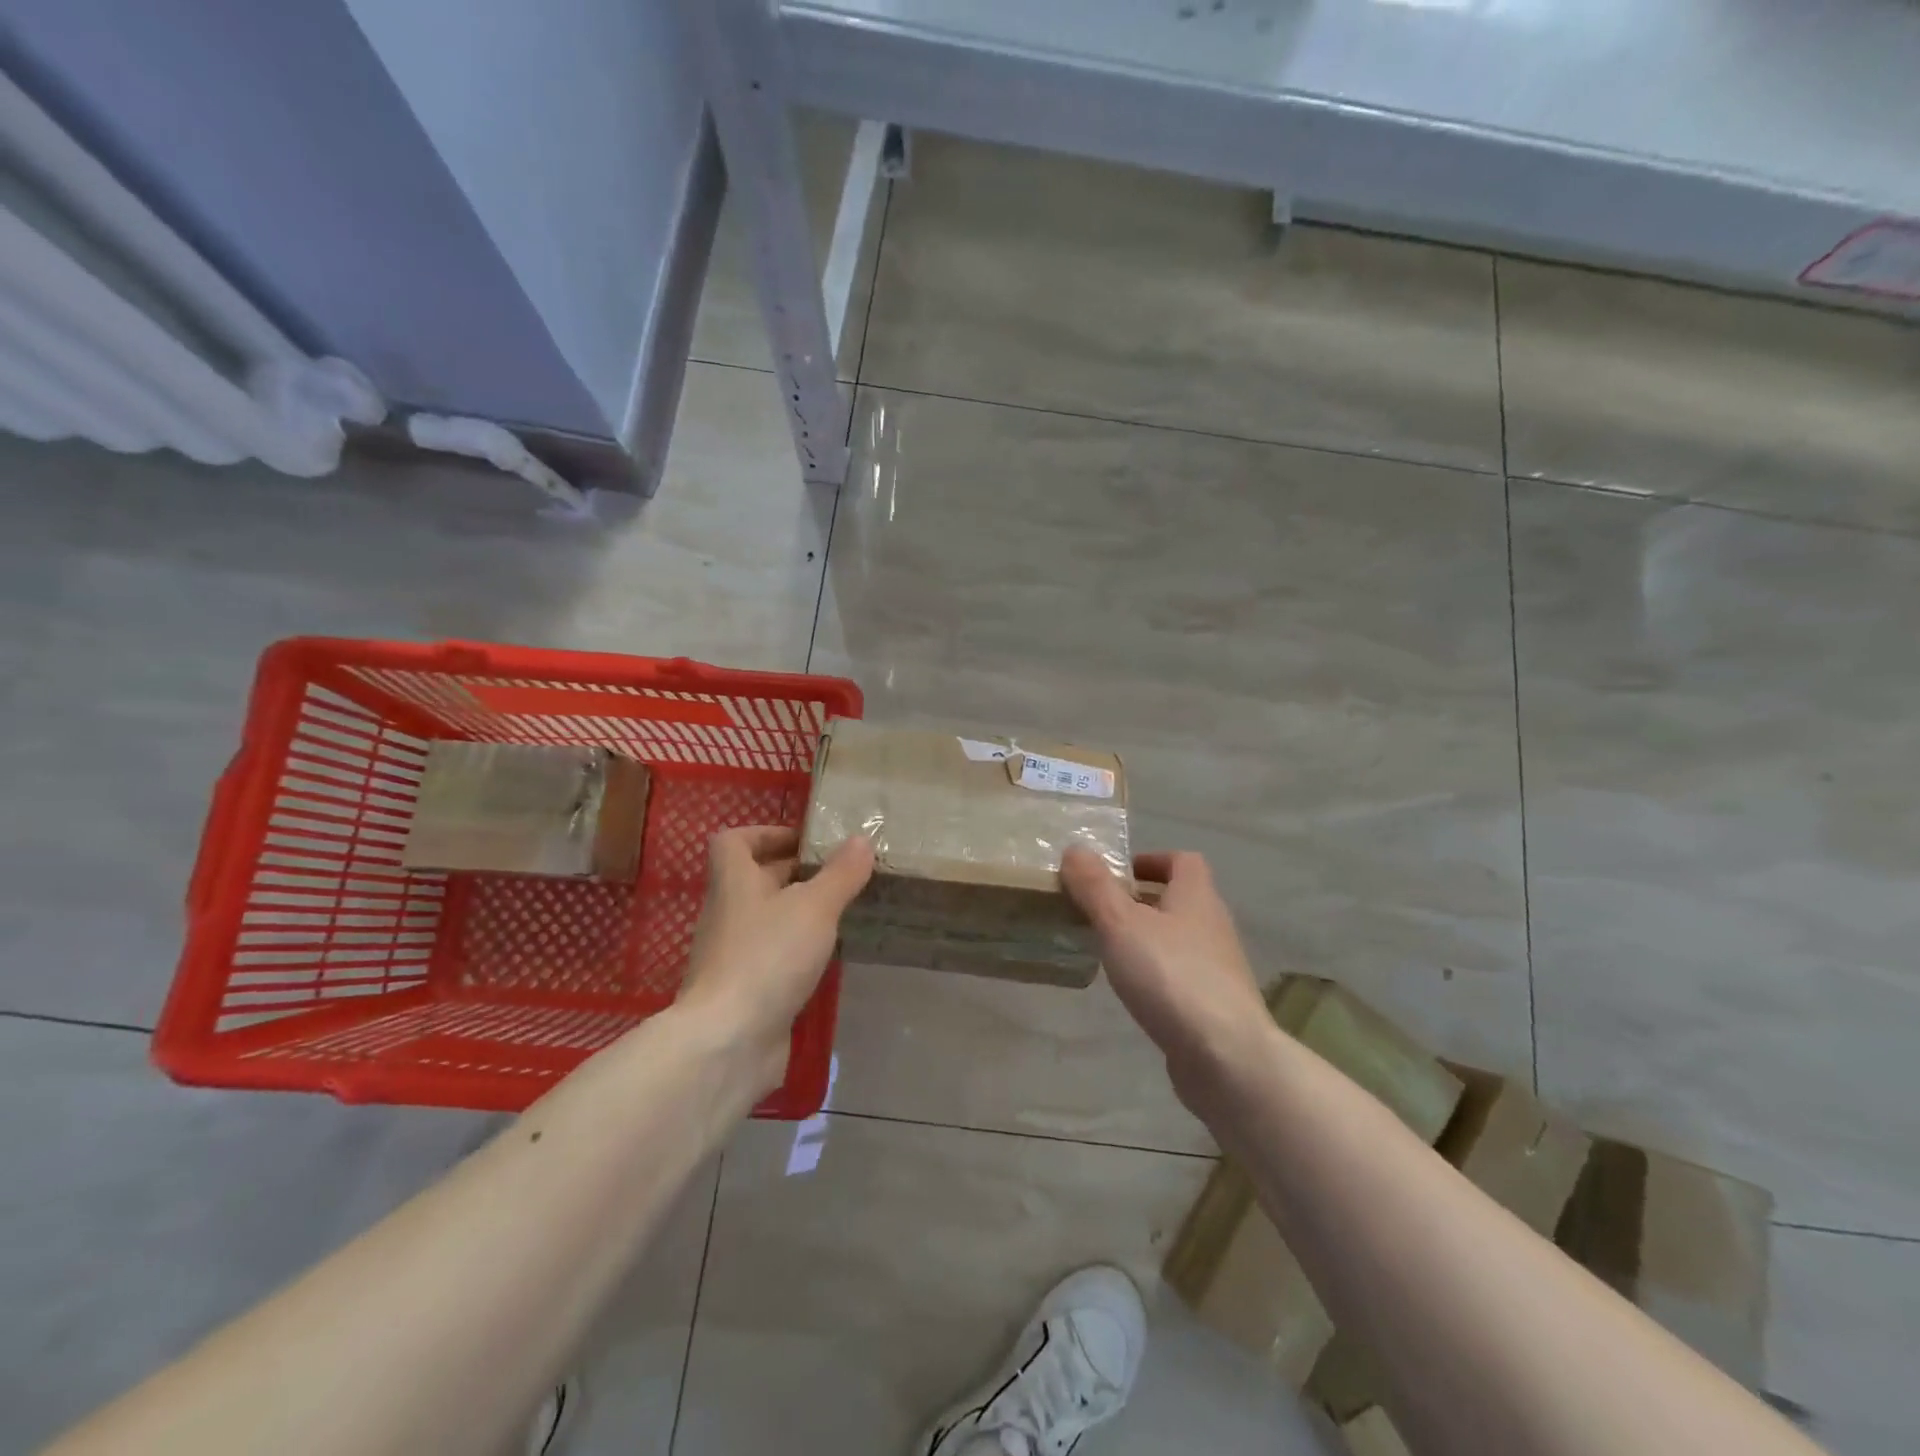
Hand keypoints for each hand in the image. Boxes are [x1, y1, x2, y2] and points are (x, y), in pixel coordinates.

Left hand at [676, 825, 874, 1094]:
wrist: (728, 1042)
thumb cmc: (768, 957)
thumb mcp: (814, 907)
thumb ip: (840, 873)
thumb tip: (861, 839)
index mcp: (734, 882)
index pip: (734, 841)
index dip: (766, 833)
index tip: (805, 842)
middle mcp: (728, 913)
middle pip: (756, 879)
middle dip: (795, 873)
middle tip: (840, 874)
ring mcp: (733, 954)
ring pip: (767, 919)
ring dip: (800, 913)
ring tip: (842, 912)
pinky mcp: (745, 990)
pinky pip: (772, 956)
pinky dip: (797, 951)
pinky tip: (828, 957)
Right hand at [1061, 847, 1269, 1103]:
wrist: (1227, 1057)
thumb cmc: (1171, 976)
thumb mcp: (1121, 923)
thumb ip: (1096, 886)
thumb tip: (1075, 848)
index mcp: (1197, 896)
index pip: (1183, 861)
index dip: (1152, 860)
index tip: (1118, 874)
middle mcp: (1214, 925)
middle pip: (1180, 900)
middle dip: (1142, 901)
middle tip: (1101, 913)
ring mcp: (1219, 968)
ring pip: (1180, 939)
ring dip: (1148, 939)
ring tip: (1110, 952)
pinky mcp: (1216, 1006)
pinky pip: (1183, 976)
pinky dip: (1158, 975)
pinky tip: (1135, 993)